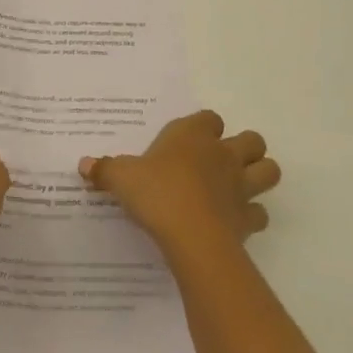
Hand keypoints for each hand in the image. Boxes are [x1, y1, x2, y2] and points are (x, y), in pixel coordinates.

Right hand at [79, 110, 277, 259]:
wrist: (191, 235)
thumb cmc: (155, 192)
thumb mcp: (120, 177)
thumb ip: (104, 169)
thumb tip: (83, 164)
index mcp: (192, 136)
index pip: (209, 117)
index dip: (203, 126)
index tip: (188, 139)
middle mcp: (223, 155)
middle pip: (252, 140)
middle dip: (244, 147)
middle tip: (220, 161)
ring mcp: (241, 187)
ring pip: (269, 171)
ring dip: (258, 176)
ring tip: (238, 186)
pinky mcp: (248, 219)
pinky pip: (260, 214)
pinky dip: (251, 216)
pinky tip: (233, 221)